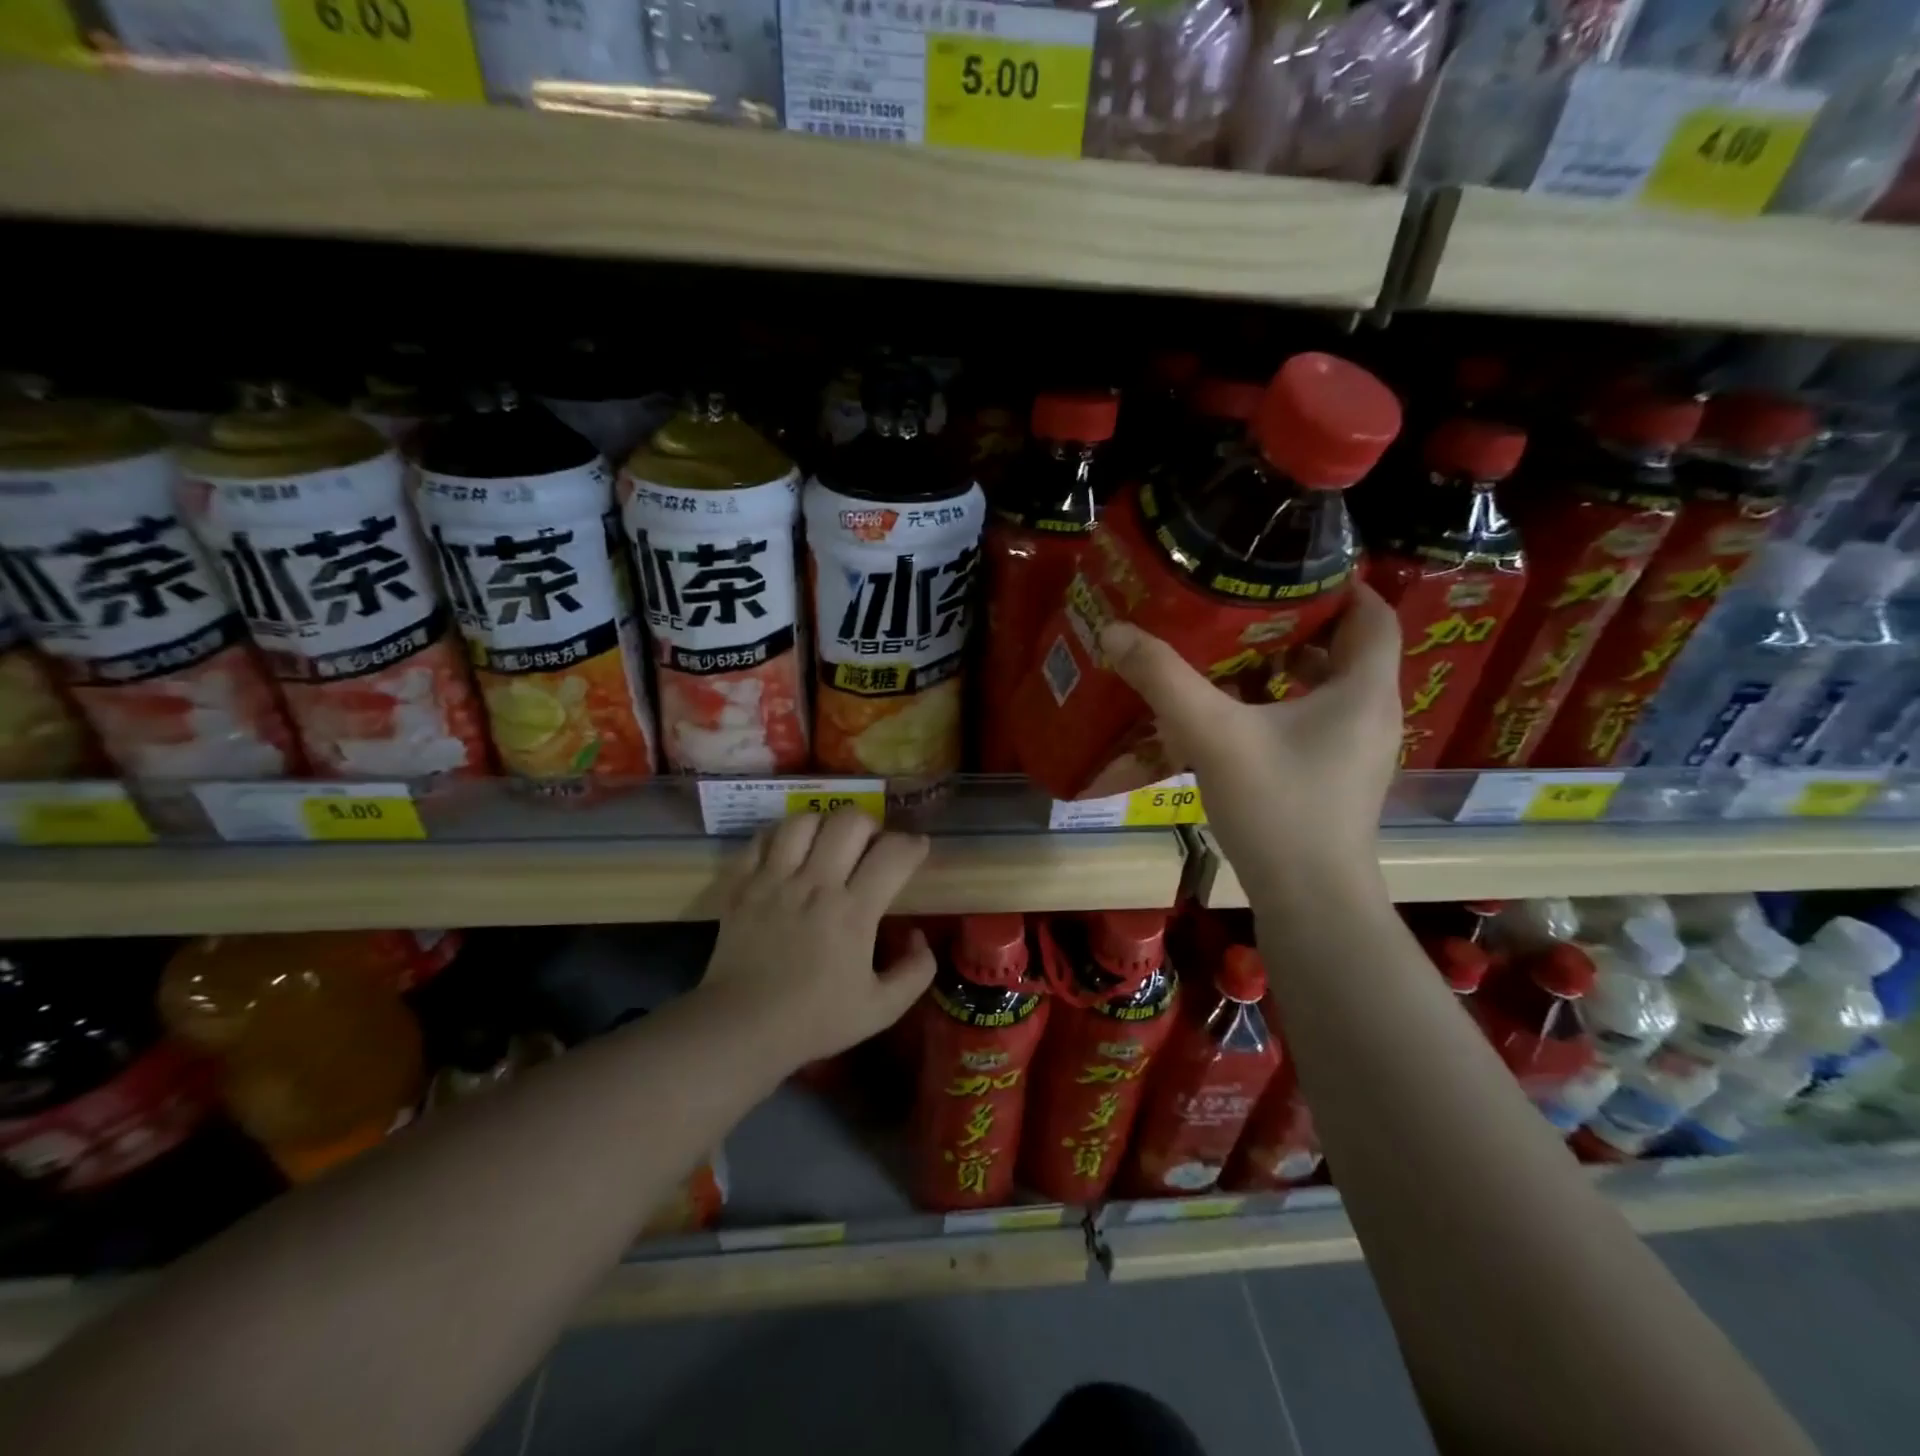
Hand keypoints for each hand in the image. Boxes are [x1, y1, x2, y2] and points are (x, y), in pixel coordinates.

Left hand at [703, 808, 936, 1068]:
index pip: (893, 853)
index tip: (916, 850)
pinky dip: (780, 836)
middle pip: (850, 821)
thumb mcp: (882, 1009)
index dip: (913, 844)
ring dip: (824, 825)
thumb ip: (916, 971)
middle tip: (871, 846)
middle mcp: (815, 884)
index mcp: (853, 912)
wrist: (741, 1029)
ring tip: (828, 844)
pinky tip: (788, 853)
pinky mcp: (741, 884)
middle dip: (870, 825)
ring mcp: (773, 880)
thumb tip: (917, 935)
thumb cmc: (814, 1020)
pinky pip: (762, 838)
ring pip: (804, 820)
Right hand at [1098, 583, 1401, 888]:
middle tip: (1243, 608)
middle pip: (1348, 650)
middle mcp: (1372, 715)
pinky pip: (1316, 723)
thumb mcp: (1213, 734)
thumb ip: (1163, 679)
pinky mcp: (1338, 781)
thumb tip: (1115, 631)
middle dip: (1299, 625)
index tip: (1288, 570)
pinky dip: (1282, 707)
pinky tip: (1235, 716)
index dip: (1339, 585)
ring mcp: (1358, 752)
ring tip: (1232, 656)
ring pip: (1329, 690)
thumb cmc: (1277, 807)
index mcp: (1363, 690)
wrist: (1310, 901)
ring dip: (1287, 669)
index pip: (1373, 614)